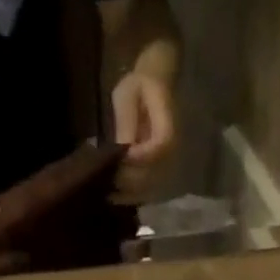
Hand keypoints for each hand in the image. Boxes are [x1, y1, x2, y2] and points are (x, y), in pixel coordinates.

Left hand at [111, 70, 175, 202]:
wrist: (155, 84)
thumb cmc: (139, 85)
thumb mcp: (127, 95)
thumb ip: (126, 121)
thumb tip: (122, 150)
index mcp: (168, 123)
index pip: (160, 147)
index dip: (140, 157)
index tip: (120, 158)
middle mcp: (173, 148)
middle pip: (155, 173)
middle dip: (129, 179)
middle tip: (106, 180)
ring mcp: (168, 162)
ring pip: (151, 186)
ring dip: (129, 193)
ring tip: (107, 192)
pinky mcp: (159, 170)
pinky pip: (148, 189)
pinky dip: (131, 195)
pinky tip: (114, 196)